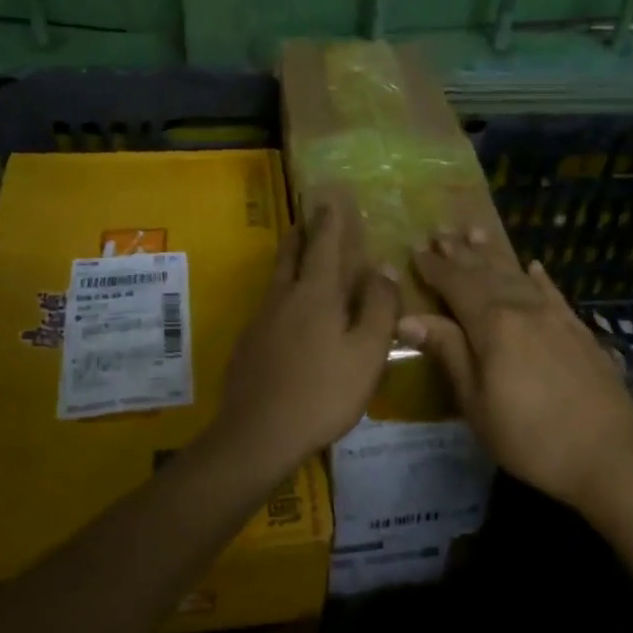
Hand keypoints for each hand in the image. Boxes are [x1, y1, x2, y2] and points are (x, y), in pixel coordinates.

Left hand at [211, 200, 399, 475]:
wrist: (259, 434)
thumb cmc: (323, 391)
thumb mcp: (367, 352)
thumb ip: (378, 307)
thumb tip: (384, 267)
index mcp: (316, 294)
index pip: (325, 245)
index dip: (331, 221)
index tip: (332, 198)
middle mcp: (284, 298)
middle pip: (291, 255)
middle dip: (302, 233)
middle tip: (308, 217)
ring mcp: (261, 320)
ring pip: (277, 279)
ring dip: (289, 259)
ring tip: (298, 253)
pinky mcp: (248, 344)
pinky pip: (269, 304)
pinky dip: (282, 292)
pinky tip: (288, 311)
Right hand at [398, 230, 632, 512]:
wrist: (609, 454)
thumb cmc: (530, 436)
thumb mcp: (477, 402)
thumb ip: (449, 353)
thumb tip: (409, 318)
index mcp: (493, 324)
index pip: (456, 285)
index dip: (434, 268)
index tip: (416, 250)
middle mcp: (524, 308)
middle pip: (486, 273)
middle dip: (460, 253)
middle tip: (440, 231)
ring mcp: (556, 316)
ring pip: (517, 275)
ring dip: (493, 254)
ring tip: (475, 232)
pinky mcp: (579, 330)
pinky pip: (553, 292)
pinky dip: (538, 277)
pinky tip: (532, 266)